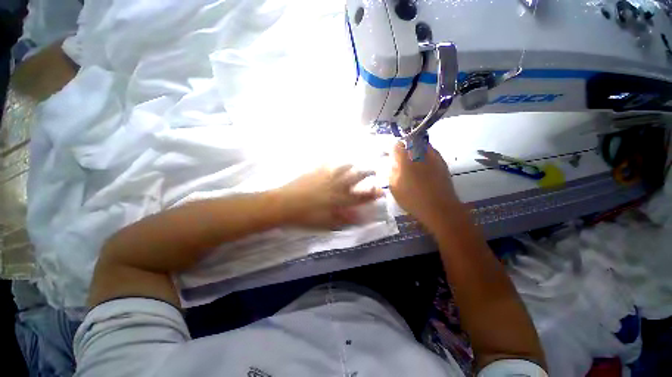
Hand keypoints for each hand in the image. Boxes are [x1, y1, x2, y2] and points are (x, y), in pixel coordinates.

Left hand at [277, 165, 384, 228]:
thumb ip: (344, 219)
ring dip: (351, 164)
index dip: (372, 194)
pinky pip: (327, 162)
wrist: (284, 204)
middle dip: (367, 172)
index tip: (381, 190)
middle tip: (373, 170)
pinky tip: (334, 159)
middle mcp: (336, 184)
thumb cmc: (305, 216)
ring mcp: (325, 175)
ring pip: (343, 166)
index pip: (360, 196)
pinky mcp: (315, 171)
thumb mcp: (326, 223)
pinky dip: (333, 160)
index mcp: (339, 198)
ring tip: (355, 163)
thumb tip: (358, 217)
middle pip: (355, 176)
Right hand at [389, 142, 458, 227]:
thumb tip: (393, 162)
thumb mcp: (394, 187)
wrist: (439, 208)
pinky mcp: (442, 162)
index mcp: (406, 160)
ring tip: (412, 160)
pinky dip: (425, 155)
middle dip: (404, 147)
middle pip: (410, 142)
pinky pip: (431, 152)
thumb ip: (392, 171)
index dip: (393, 149)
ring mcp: (433, 157)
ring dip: (415, 149)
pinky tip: (423, 165)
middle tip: (401, 157)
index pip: (397, 145)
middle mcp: (420, 154)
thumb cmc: (412, 199)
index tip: (392, 155)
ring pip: (422, 145)